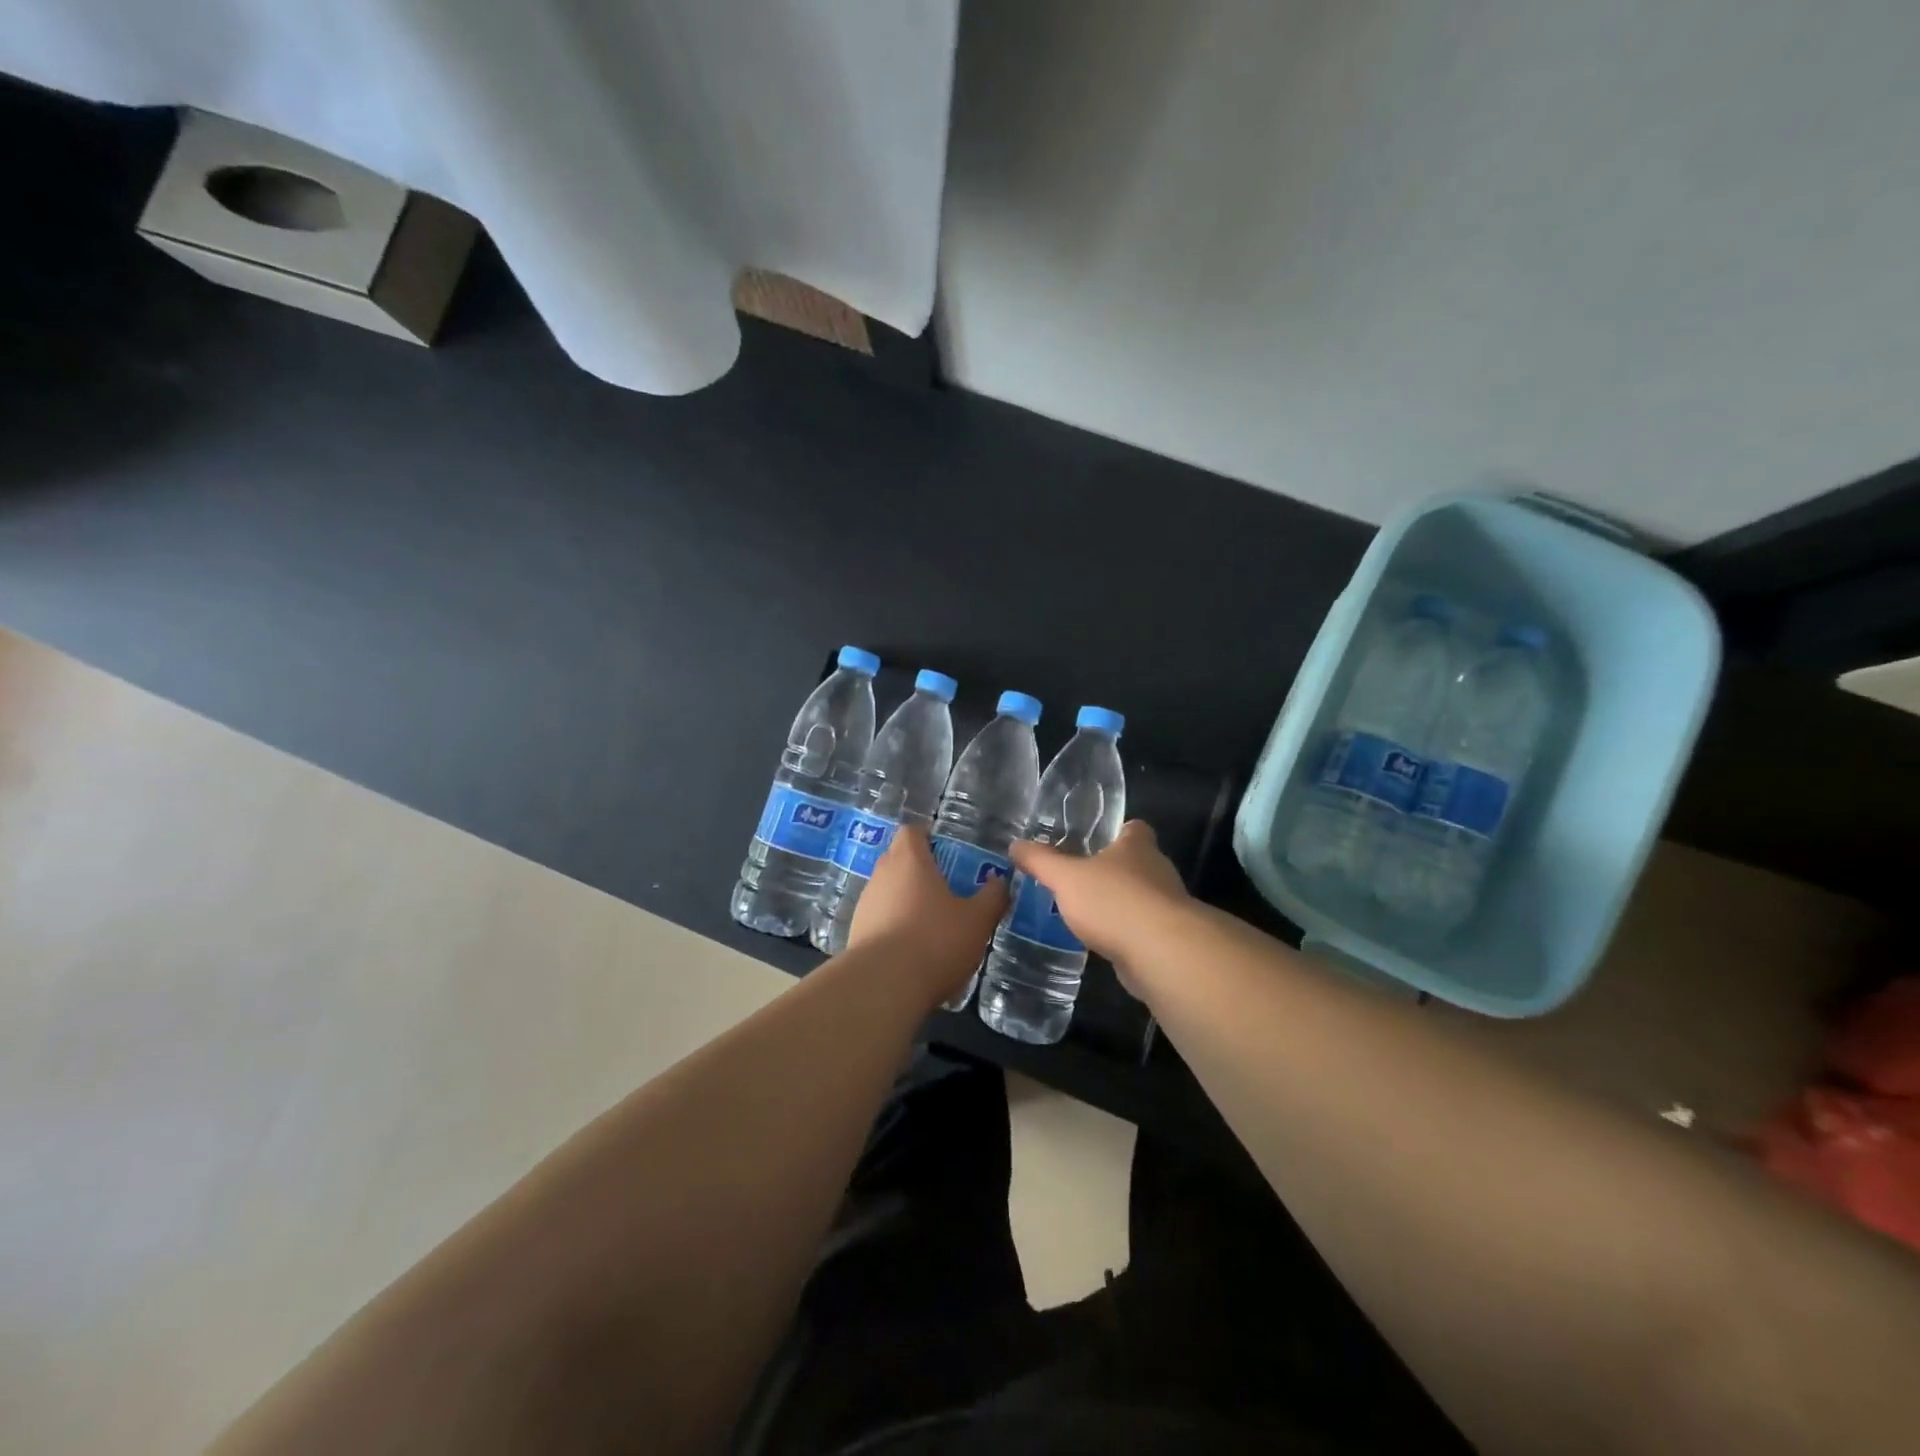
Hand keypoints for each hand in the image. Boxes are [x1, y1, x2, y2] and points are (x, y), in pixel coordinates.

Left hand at [847, 823, 1008, 998]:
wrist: (882, 986)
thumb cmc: (935, 941)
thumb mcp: (977, 920)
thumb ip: (992, 897)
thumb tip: (1000, 881)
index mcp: (910, 860)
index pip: (912, 831)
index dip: (928, 836)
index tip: (946, 850)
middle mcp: (882, 874)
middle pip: (898, 858)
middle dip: (919, 868)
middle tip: (946, 886)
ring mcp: (865, 904)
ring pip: (888, 890)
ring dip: (906, 899)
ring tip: (932, 922)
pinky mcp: (856, 932)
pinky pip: (879, 918)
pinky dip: (895, 925)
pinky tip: (913, 949)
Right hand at [1009, 820, 1190, 980]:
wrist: (1161, 953)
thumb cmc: (1114, 901)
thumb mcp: (1066, 877)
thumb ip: (1041, 861)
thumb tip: (1016, 845)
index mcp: (1137, 847)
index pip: (1135, 828)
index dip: (1117, 831)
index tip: (1095, 839)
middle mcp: (1157, 870)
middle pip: (1137, 863)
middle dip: (1112, 870)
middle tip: (1079, 877)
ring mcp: (1166, 906)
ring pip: (1140, 897)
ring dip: (1118, 904)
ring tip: (1085, 912)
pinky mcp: (1167, 939)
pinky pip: (1142, 929)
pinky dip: (1124, 933)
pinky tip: (1100, 942)